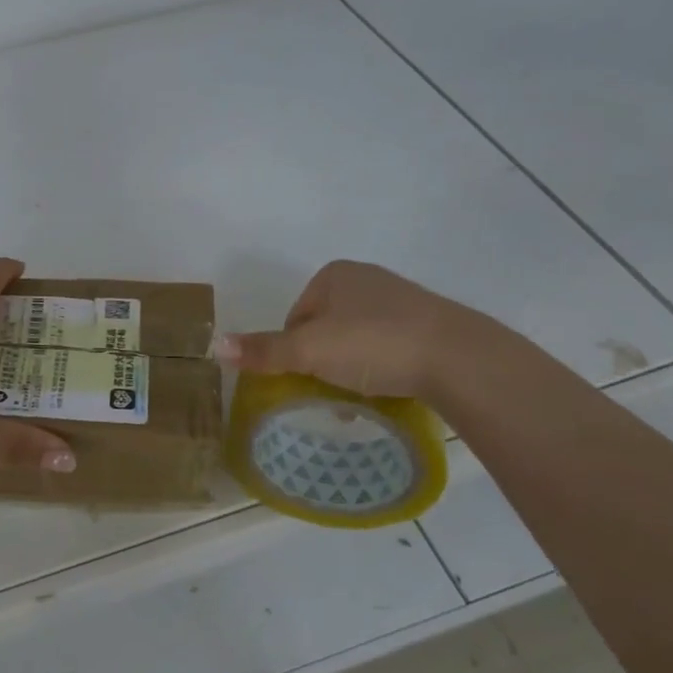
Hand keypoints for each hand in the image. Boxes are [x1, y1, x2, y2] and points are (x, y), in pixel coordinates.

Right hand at [214, 260, 490, 398]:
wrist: (458, 357)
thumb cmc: (373, 344)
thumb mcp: (309, 350)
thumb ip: (264, 350)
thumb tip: (214, 345)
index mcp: (333, 275)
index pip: (295, 317)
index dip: (293, 352)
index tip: (304, 379)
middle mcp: (365, 279)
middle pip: (325, 329)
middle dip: (322, 362)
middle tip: (329, 393)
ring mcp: (401, 299)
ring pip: (356, 340)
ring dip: (351, 368)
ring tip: (360, 398)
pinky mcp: (429, 324)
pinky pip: (389, 347)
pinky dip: (382, 368)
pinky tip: (389, 389)